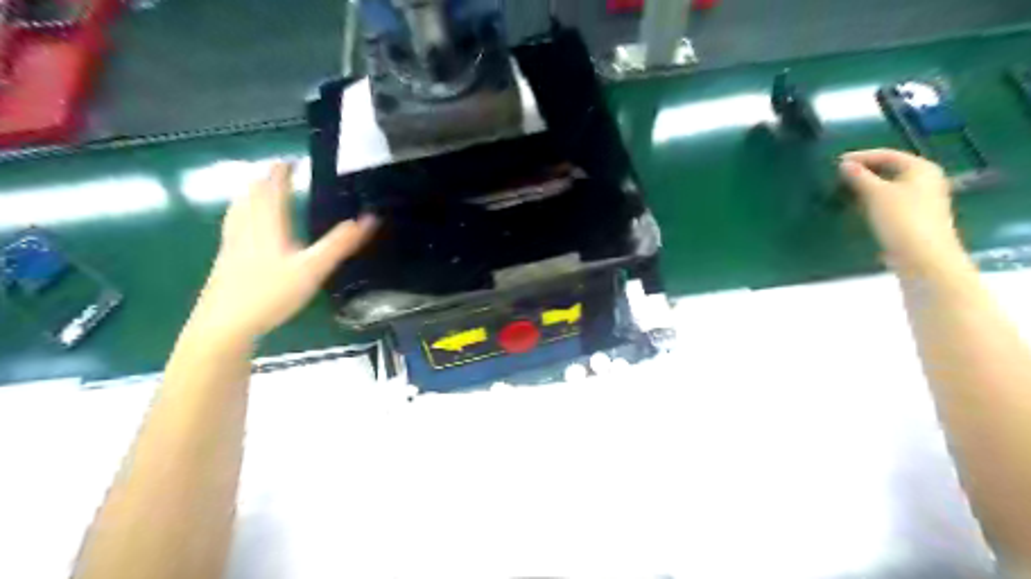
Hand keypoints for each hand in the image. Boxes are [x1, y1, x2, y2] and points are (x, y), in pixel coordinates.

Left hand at [188, 160, 376, 343]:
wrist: (225, 324)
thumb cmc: (271, 293)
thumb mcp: (313, 268)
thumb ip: (340, 244)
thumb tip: (369, 219)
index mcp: (268, 225)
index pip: (273, 189)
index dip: (281, 173)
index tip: (289, 161)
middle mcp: (246, 228)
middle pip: (252, 196)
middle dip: (265, 180)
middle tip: (278, 173)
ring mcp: (231, 244)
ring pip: (238, 210)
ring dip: (249, 195)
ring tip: (257, 190)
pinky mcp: (224, 260)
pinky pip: (233, 226)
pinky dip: (241, 215)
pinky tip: (242, 228)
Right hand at [836, 148, 966, 275]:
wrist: (923, 256)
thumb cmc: (901, 219)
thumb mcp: (876, 194)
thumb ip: (859, 177)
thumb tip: (844, 164)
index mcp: (921, 168)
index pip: (887, 154)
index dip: (861, 156)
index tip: (836, 162)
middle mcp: (926, 180)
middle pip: (891, 169)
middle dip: (865, 171)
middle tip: (840, 176)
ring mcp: (922, 200)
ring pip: (890, 186)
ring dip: (867, 186)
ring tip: (845, 189)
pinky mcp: (915, 217)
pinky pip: (890, 201)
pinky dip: (873, 200)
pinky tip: (859, 206)